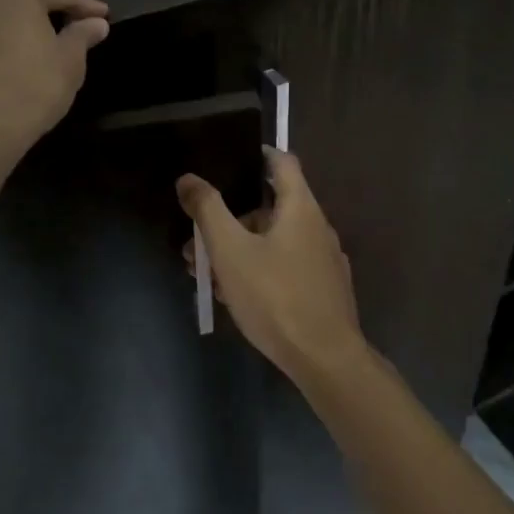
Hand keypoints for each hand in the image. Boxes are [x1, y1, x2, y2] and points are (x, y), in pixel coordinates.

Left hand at [0, 0, 108, 165]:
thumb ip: (82, 35)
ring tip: (35, 45)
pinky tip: (4, 63)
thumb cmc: (32, 86)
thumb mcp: (70, 61)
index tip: (103, 16)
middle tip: (71, 26)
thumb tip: (95, 23)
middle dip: (47, 10)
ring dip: (15, 26)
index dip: (85, 6)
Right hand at [177, 148, 367, 388]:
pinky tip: (235, 296)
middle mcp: (317, 227)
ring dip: (239, 250)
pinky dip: (259, 269)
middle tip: (198, 240)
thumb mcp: (230, 251)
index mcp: (300, 208)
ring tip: (206, 275)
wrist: (325, 358)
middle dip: (230, 220)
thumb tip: (188, 178)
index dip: (258, 154)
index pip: (283, 162)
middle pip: (270, 208)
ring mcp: (324, 260)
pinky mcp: (323, 289)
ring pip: (274, 242)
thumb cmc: (275, 296)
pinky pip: (285, 266)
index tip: (230, 158)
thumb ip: (208, 210)